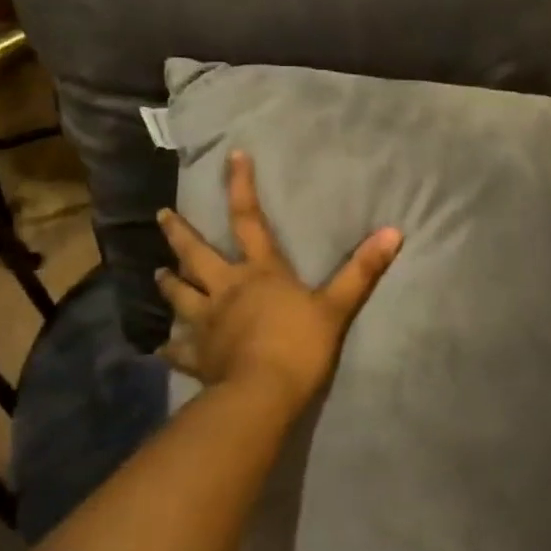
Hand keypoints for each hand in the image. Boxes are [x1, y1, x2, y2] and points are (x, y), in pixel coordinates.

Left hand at [155, 150, 402, 414]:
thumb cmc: (300, 345)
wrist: (264, 393)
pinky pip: (178, 350)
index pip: (249, 220)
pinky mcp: (198, 356)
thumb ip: (362, 270)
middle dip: (179, 234)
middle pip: (196, 255)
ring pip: (180, 296)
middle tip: (162, 216)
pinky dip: (169, 348)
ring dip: (168, 284)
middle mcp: (226, 289)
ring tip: (156, 273)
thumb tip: (394, 232)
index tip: (232, 157)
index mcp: (260, 272)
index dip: (241, 187)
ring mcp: (207, 322)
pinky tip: (160, 348)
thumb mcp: (337, 306)